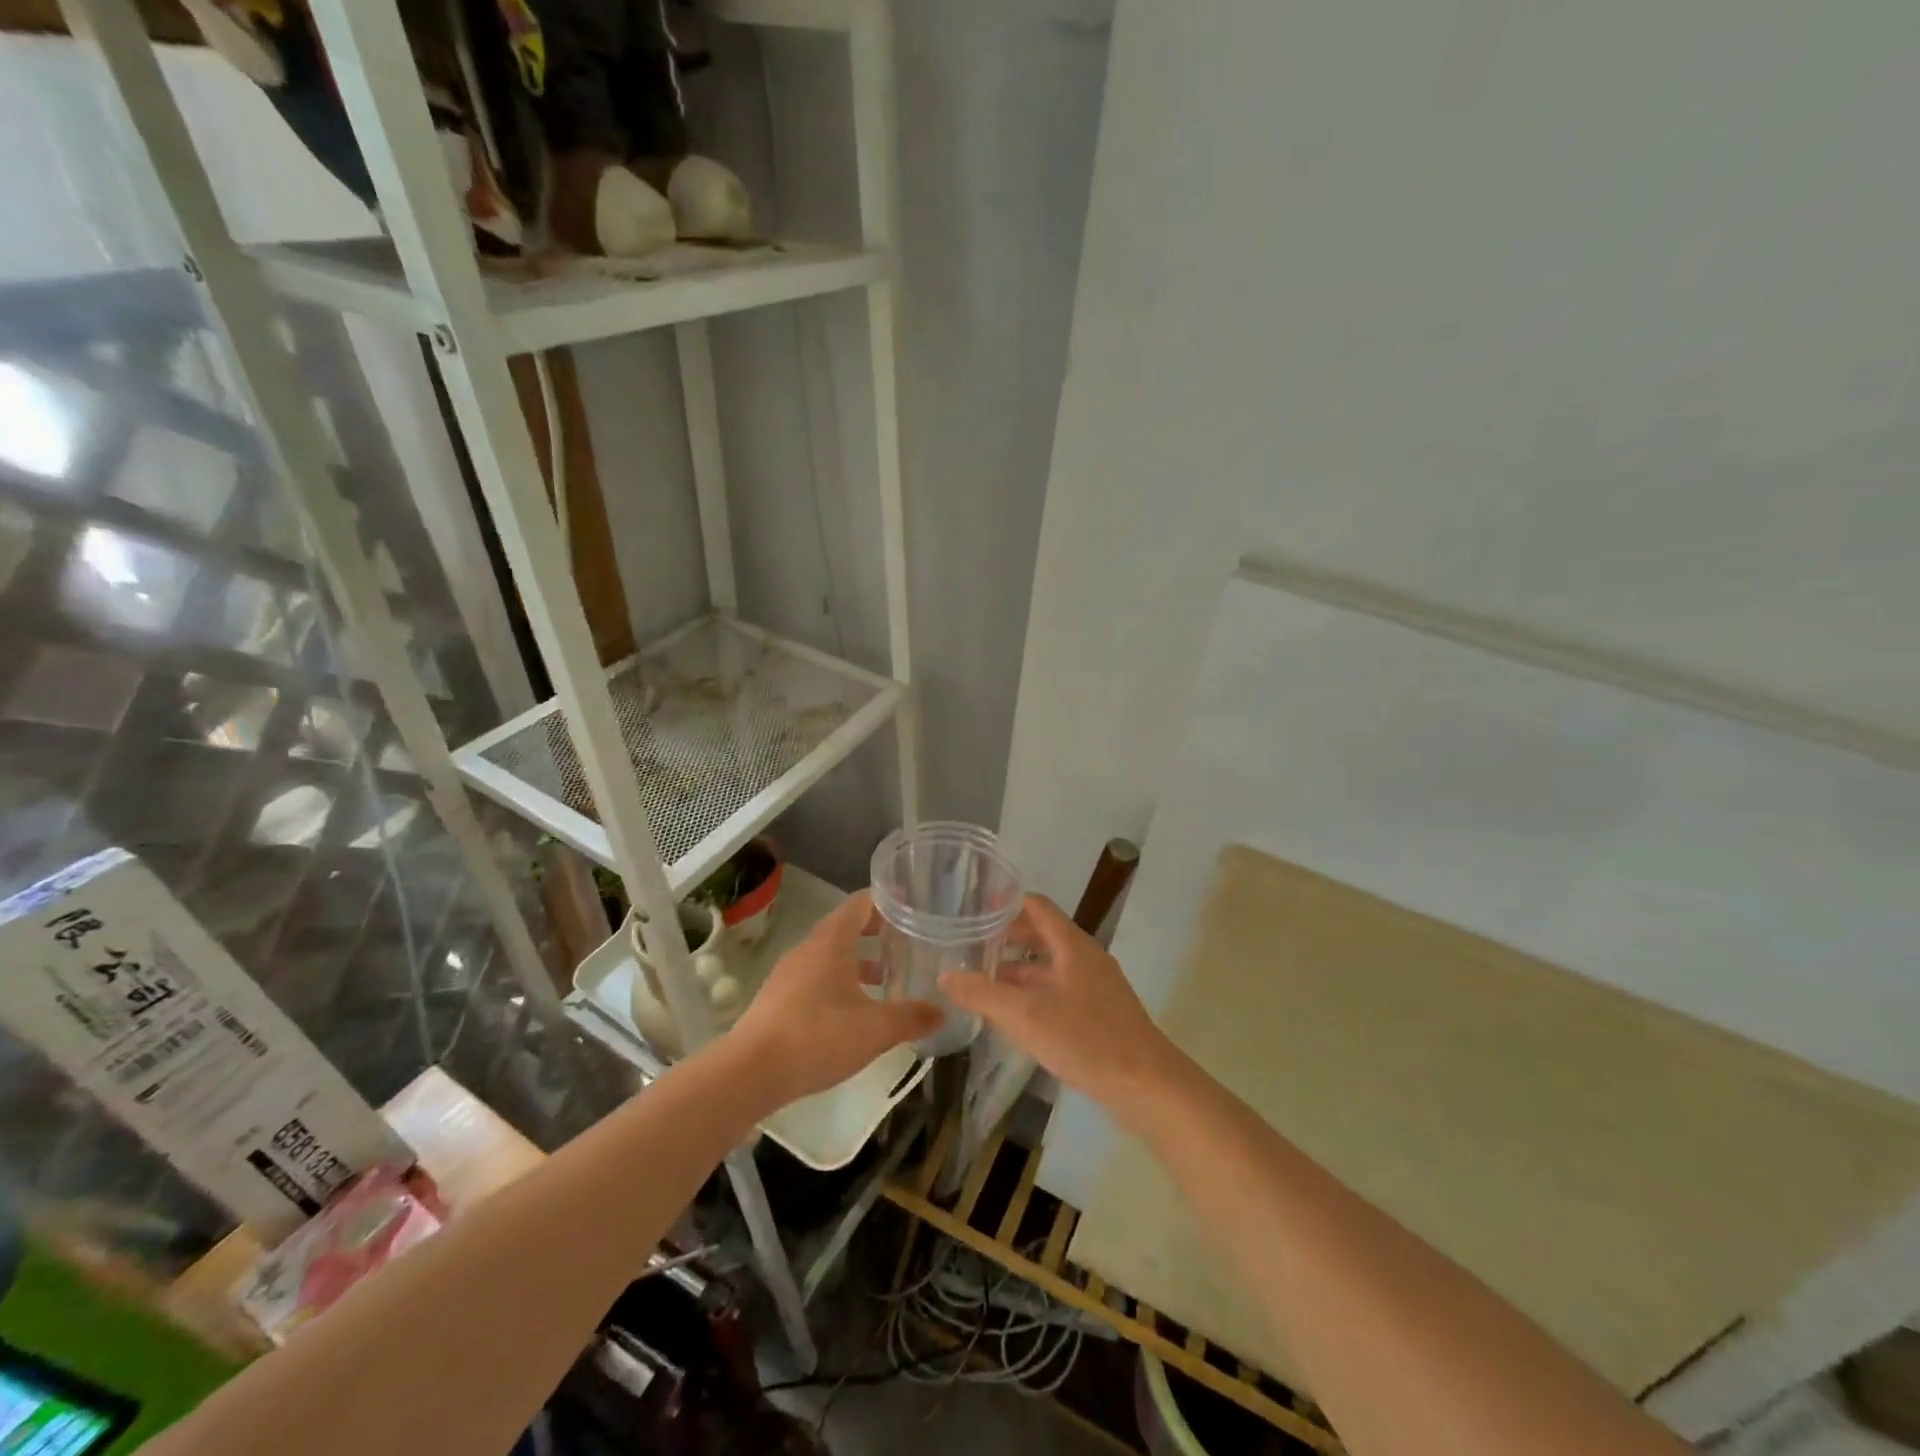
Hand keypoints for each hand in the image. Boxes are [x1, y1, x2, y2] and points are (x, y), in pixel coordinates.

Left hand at [725, 890, 940, 1106]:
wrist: (750, 1072)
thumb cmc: (817, 1037)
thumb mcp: (874, 1029)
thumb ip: (911, 1017)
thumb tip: (942, 1011)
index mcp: (832, 941)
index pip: (862, 903)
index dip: (887, 901)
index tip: (912, 905)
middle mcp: (809, 948)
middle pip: (847, 927)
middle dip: (877, 933)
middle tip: (907, 942)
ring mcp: (790, 973)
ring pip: (831, 954)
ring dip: (858, 960)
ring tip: (887, 978)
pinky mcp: (779, 998)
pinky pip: (816, 976)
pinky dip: (840, 981)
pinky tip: (854, 1010)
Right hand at [939, 895, 1185, 1123]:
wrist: (1146, 1085)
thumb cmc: (1086, 1039)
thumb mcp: (1026, 1016)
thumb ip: (983, 994)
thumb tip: (945, 975)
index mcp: (1072, 946)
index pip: (1038, 907)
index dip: (1007, 902)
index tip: (975, 906)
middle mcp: (1085, 958)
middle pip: (1043, 935)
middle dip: (1007, 938)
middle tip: (972, 945)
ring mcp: (1096, 987)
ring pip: (1050, 967)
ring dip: (1018, 970)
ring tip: (983, 980)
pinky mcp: (1100, 1014)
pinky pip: (1059, 990)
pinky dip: (1033, 993)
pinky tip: (1013, 1015)